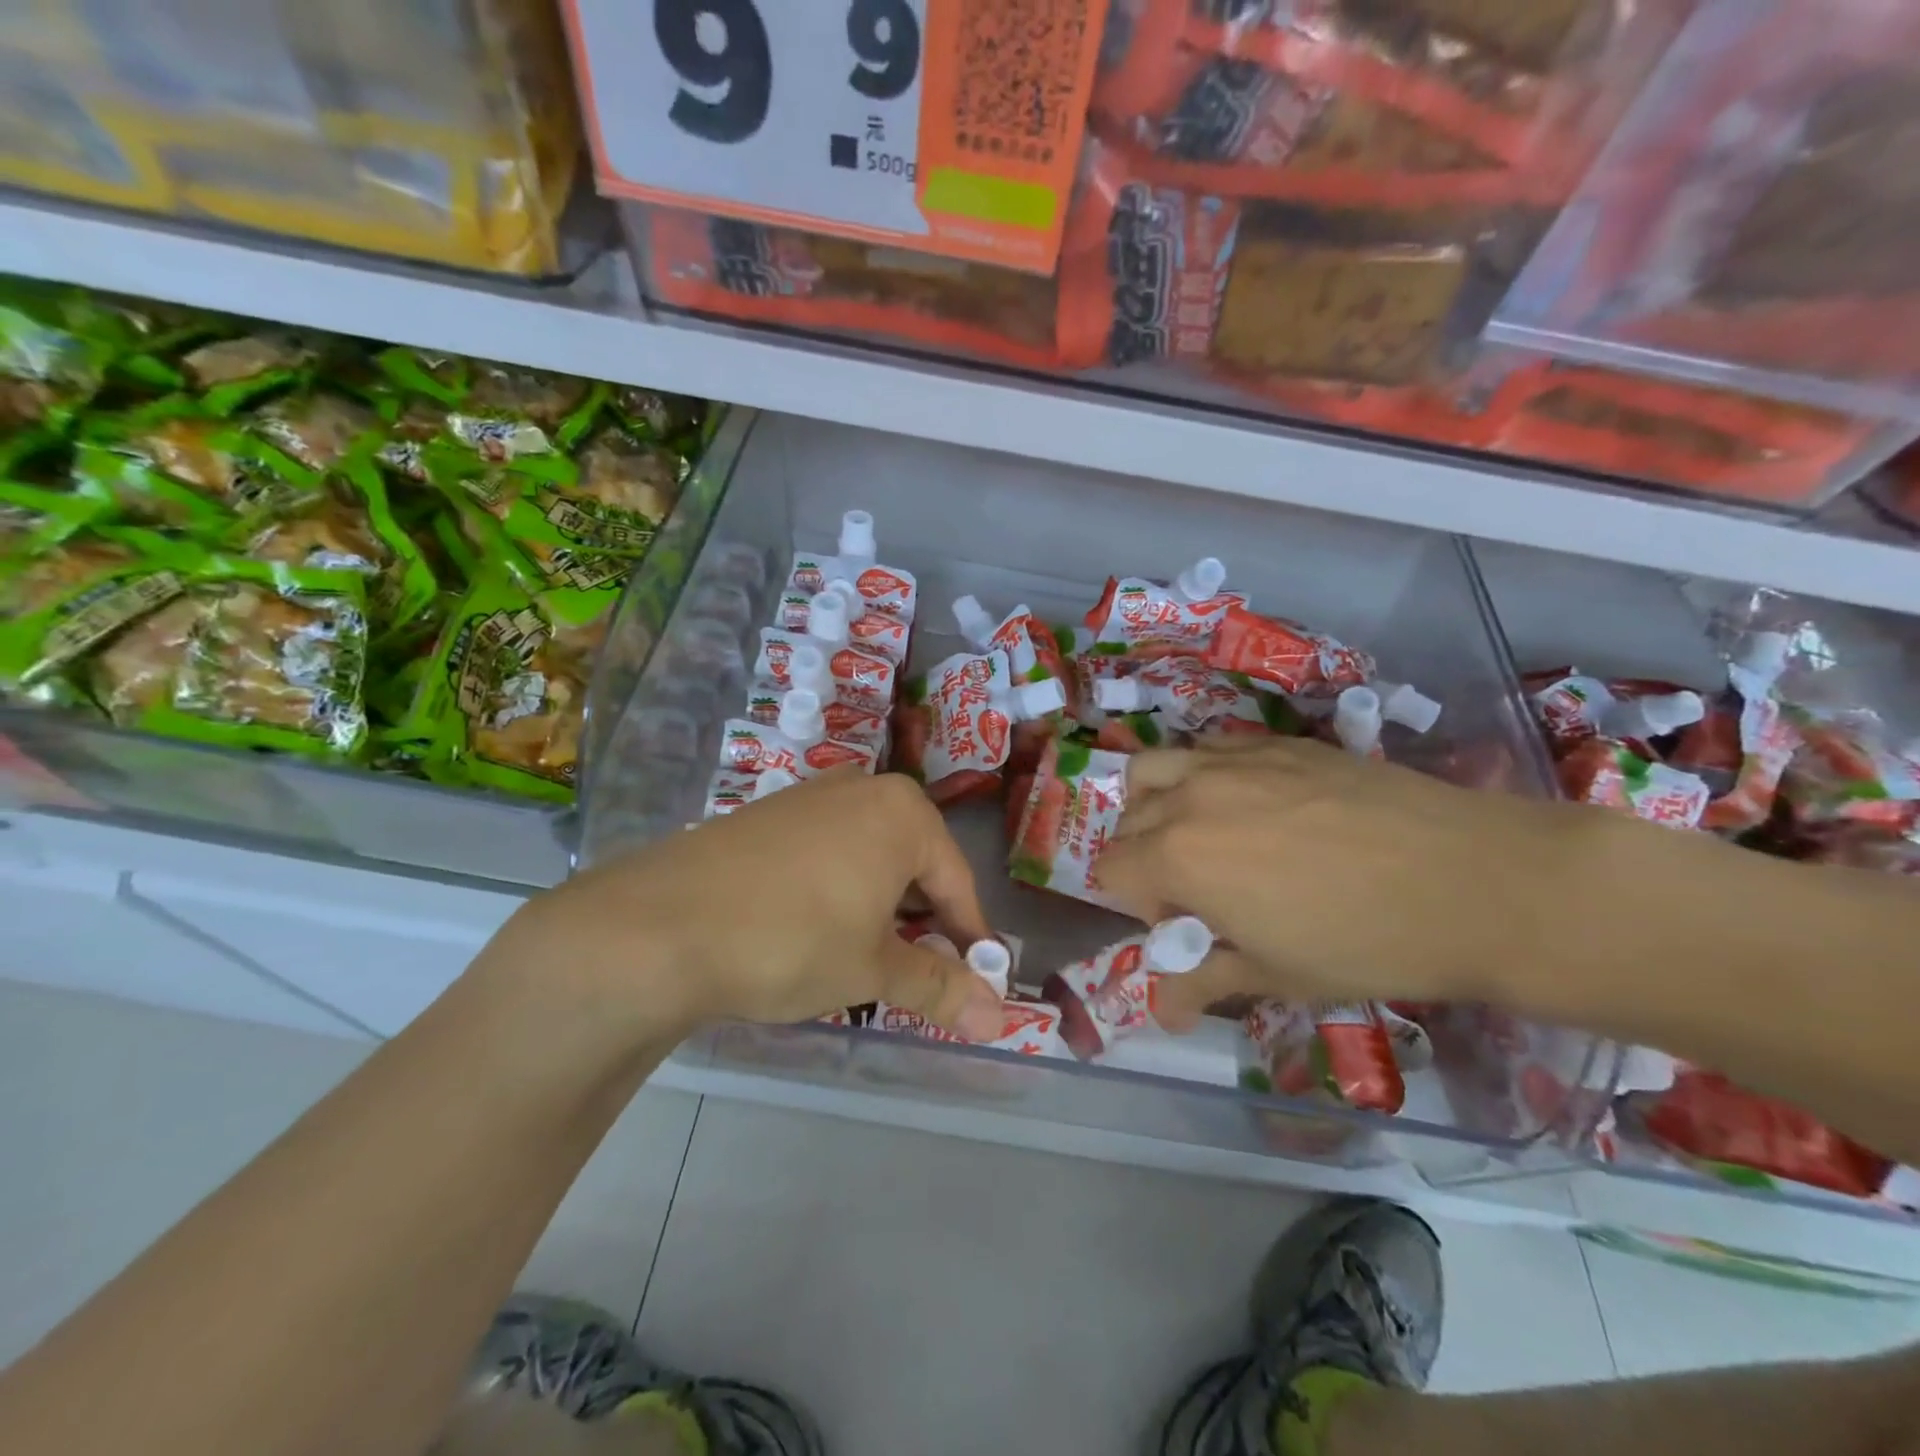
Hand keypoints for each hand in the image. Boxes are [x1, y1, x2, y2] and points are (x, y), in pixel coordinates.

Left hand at [486, 770, 1005, 1047]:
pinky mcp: (767, 815)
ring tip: (861, 956)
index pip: (958, 883)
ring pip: (869, 857)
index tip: (974, 981)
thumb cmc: (792, 940)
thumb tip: (1001, 1019)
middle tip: (913, 974)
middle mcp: (862, 790)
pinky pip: (826, 852)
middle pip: (915, 864)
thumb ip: (940, 988)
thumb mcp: (872, 969)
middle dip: (921, 921)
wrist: (659, 926)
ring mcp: (809, 797)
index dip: (969, 938)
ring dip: (878, 907)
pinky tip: (810, 929)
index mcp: (904, 813)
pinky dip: (836, 891)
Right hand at [1095, 736, 1603, 1027]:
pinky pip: (1210, 749)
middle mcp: (1190, 796)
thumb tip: (1163, 1013)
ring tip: (1203, 830)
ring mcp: (1233, 761)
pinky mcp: (1277, 743)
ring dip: (1158, 802)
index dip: (1138, 905)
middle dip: (1145, 856)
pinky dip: (1204, 775)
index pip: (1110, 871)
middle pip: (1129, 819)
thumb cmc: (1365, 943)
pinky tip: (1253, 804)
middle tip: (1198, 886)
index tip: (1186, 925)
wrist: (1473, 881)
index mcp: (1177, 857)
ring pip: (1156, 769)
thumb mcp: (1276, 975)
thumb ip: (1205, 982)